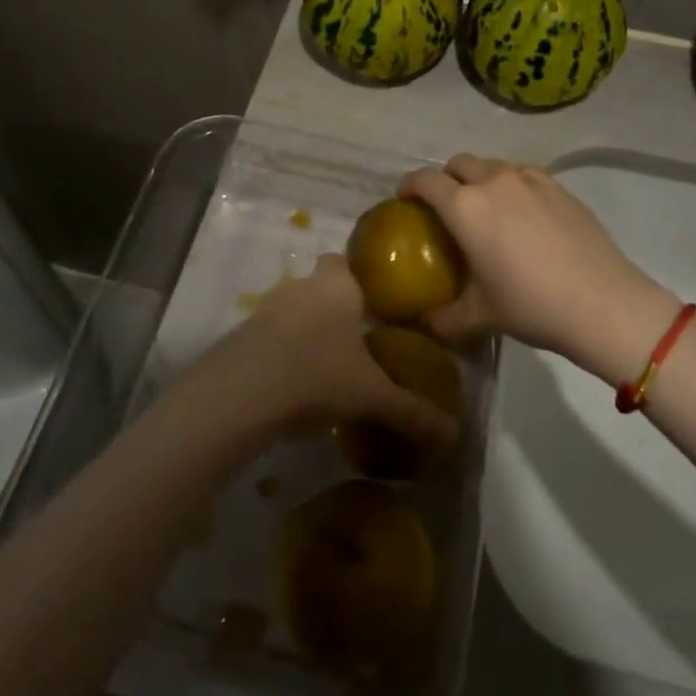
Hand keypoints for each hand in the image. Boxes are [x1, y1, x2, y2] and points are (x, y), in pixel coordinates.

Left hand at [186, 255, 458, 448]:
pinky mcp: (241, 336)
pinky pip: (270, 337)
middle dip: (333, 306)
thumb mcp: (373, 397)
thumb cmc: (318, 376)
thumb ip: (414, 412)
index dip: (355, 277)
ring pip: (292, 310)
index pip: (343, 261)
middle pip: (317, 285)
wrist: (241, 393)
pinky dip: (282, 352)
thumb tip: (454, 434)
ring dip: (305, 330)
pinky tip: (294, 384)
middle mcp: (301, 288)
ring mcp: (266, 309)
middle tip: (355, 340)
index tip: (370, 303)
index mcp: (337, 287)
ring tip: (326, 367)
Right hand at [399, 155, 680, 385]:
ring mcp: (531, 180)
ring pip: (494, 166)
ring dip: (481, 180)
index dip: (408, 186)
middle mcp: (494, 182)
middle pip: (458, 163)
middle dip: (446, 179)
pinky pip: (525, 176)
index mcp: (465, 207)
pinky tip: (524, 216)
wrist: (604, 304)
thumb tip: (424, 322)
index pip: (424, 180)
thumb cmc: (531, 306)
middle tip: (447, 209)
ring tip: (487, 211)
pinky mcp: (561, 188)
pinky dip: (513, 187)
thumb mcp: (479, 316)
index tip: (404, 201)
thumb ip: (443, 317)